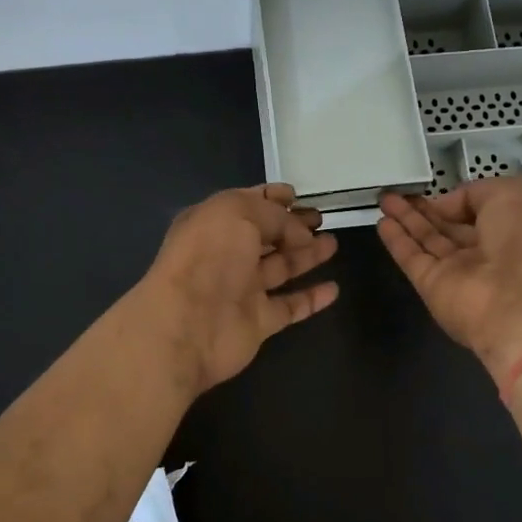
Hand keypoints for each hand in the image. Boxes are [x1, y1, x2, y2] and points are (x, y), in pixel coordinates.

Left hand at [137, 184, 339, 394]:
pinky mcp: (257, 322)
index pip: (247, 205)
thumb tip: (300, 231)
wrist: (187, 325)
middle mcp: (226, 255)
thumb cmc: (209, 257)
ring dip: (306, 255)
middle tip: (321, 219)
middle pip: (266, 236)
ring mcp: (242, 290)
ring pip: (280, 268)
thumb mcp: (238, 213)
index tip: (298, 196)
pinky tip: (333, 289)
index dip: (272, 199)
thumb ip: (273, 215)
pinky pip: (289, 307)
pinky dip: (311, 298)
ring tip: (333, 244)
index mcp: (213, 223)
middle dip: (293, 226)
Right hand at [378, 179, 521, 383]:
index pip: (480, 210)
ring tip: (384, 200)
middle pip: (449, 226)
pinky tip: (382, 223)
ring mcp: (458, 271)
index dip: (457, 199)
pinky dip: (397, 241)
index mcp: (514, 228)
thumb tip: (446, 207)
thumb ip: (475, 192)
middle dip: (425, 209)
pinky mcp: (433, 287)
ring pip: (428, 240)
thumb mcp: (511, 193)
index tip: (435, 188)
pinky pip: (412, 258)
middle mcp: (486, 251)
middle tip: (398, 192)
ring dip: (406, 220)